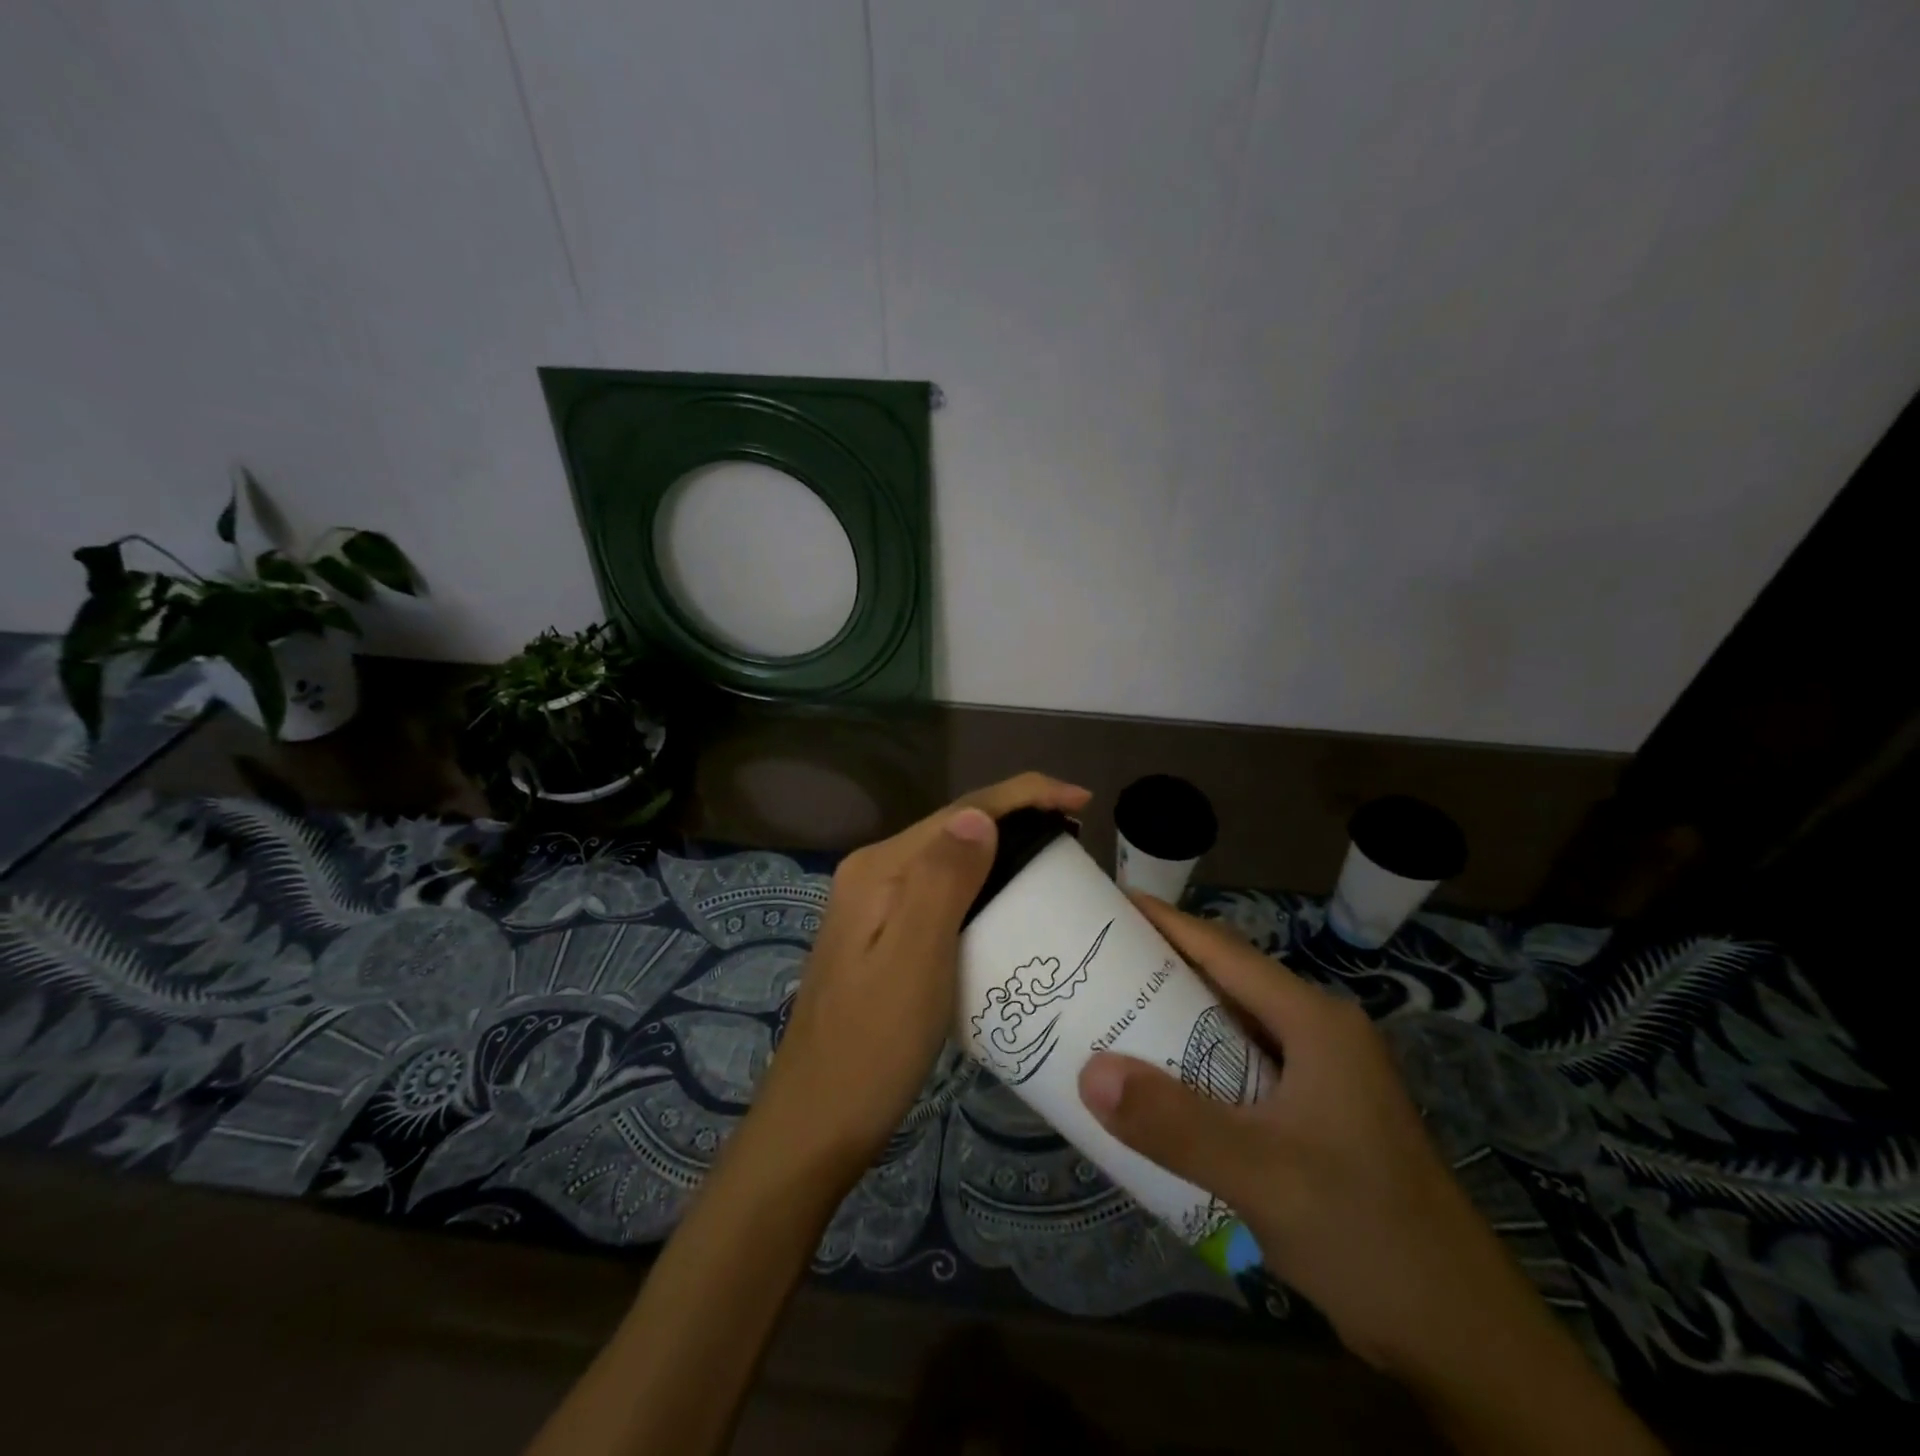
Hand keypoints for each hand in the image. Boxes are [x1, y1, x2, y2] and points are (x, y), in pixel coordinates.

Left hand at [756, 772, 1091, 1179]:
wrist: (817, 1122)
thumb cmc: (873, 1046)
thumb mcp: (915, 959)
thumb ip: (943, 880)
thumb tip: (980, 815)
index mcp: (880, 868)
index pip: (962, 811)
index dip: (1025, 795)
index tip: (1083, 800)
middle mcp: (873, 874)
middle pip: (956, 829)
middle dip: (1018, 819)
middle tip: (1077, 838)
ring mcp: (874, 906)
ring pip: (950, 860)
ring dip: (1003, 851)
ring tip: (1056, 864)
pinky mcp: (882, 937)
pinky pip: (942, 893)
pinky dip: (983, 887)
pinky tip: (1008, 906)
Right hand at [1075, 894, 1503, 1369]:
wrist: (1462, 1337)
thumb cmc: (1367, 1232)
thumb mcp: (1263, 1175)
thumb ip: (1174, 1122)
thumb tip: (1089, 1072)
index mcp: (1314, 1021)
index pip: (1224, 950)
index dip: (1163, 922)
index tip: (1105, 904)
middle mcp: (1317, 1035)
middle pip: (1224, 983)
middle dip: (1158, 970)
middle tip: (1090, 967)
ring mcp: (1319, 1078)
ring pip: (1230, 1029)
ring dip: (1173, 1022)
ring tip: (1107, 1019)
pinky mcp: (1314, 1117)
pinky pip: (1238, 1071)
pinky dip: (1194, 1068)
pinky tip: (1156, 1088)